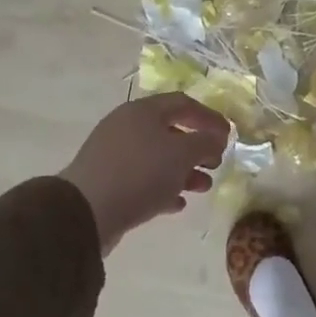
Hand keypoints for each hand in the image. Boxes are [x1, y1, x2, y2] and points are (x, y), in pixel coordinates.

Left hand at [60, 94, 229, 252]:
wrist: (86, 212)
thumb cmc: (141, 173)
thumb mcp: (183, 154)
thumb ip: (206, 142)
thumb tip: (216, 139)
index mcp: (143, 112)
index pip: (184, 104)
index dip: (210, 118)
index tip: (229, 136)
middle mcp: (126, 127)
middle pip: (171, 131)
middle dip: (198, 148)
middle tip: (215, 163)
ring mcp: (115, 155)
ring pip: (158, 158)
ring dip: (185, 171)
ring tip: (202, 187)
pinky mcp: (108, 182)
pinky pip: (143, 180)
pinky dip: (164, 188)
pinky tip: (178, 203)